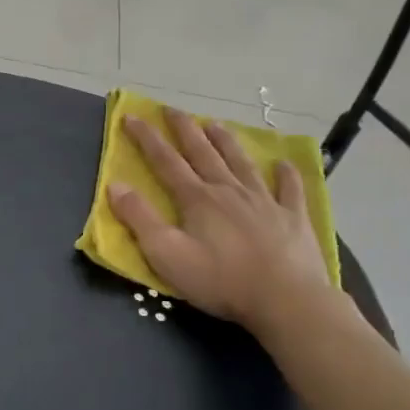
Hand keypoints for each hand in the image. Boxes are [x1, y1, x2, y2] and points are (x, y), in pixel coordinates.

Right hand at [108, 108, 335, 336]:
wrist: (285, 299)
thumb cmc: (220, 280)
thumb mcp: (167, 254)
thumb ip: (139, 219)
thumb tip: (116, 185)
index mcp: (197, 199)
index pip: (165, 162)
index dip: (146, 138)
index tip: (132, 117)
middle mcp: (229, 191)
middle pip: (203, 153)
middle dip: (185, 129)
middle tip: (172, 109)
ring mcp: (265, 201)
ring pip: (241, 163)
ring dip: (226, 142)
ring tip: (215, 125)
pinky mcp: (293, 218)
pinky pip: (290, 189)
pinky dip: (286, 174)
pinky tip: (284, 163)